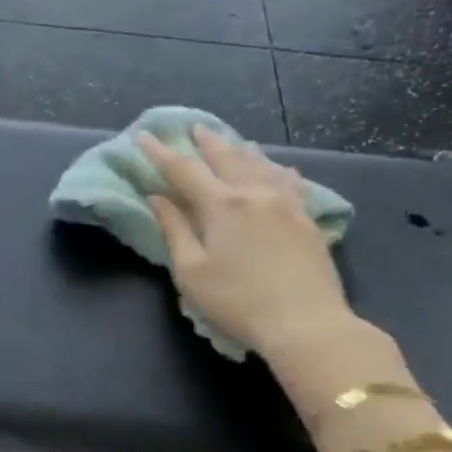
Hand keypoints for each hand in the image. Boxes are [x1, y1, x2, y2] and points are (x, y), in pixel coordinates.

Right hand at [139, 126, 355, 364]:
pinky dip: (277, 170)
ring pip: (260, 165)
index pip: (183, 170)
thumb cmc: (237, 302)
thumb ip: (174, 230)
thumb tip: (157, 198)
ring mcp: (286, 203)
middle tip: (192, 128)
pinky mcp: (307, 219)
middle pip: (226, 158)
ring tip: (231, 141)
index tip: (144, 137)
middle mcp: (254, 193)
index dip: (160, 153)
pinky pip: (290, 182)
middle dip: (205, 142)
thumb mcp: (192, 272)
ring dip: (240, 150)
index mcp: (221, 204)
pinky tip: (280, 169)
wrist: (305, 323)